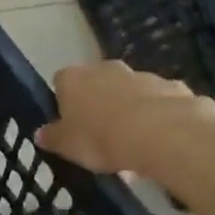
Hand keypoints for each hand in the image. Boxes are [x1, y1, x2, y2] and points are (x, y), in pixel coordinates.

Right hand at [36, 60, 214, 176]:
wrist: (163, 134)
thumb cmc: (101, 138)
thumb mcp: (67, 146)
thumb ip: (52, 138)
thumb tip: (40, 134)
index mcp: (74, 79)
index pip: (61, 82)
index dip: (64, 102)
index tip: (70, 124)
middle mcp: (106, 69)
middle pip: (97, 83)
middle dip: (99, 103)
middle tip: (101, 135)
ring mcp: (142, 75)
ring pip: (131, 92)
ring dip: (130, 110)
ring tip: (134, 144)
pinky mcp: (174, 87)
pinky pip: (160, 102)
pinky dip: (159, 117)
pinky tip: (161, 141)